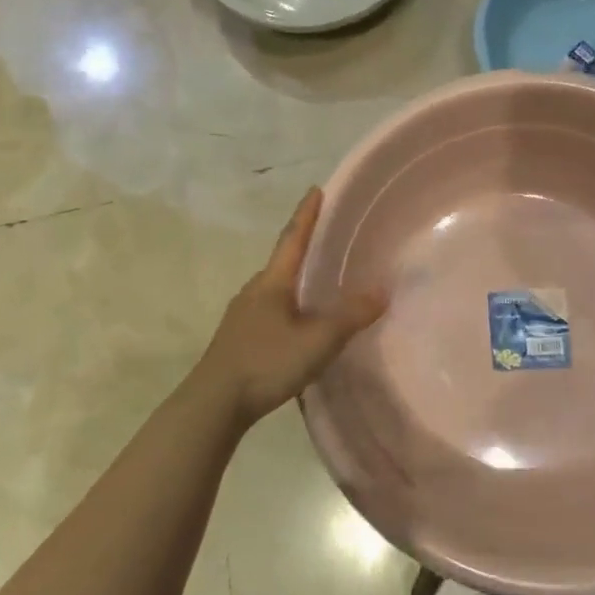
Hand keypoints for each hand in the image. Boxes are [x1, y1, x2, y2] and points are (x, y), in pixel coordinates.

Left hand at [193, 187, 386, 428]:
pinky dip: (288, 308)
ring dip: (295, 282)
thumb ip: (350, 316)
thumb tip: (382, 291)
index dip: (307, 214)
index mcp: (273, 282)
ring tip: (317, 286)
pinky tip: (297, 326)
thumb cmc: (266, 362)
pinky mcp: (237, 339)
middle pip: (282, 262)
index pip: (293, 238)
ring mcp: (242, 315)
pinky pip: (269, 311)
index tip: (315, 190)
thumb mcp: (318, 341)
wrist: (212, 404)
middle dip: (303, 248)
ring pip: (275, 289)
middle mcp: (254, 290)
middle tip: (327, 241)